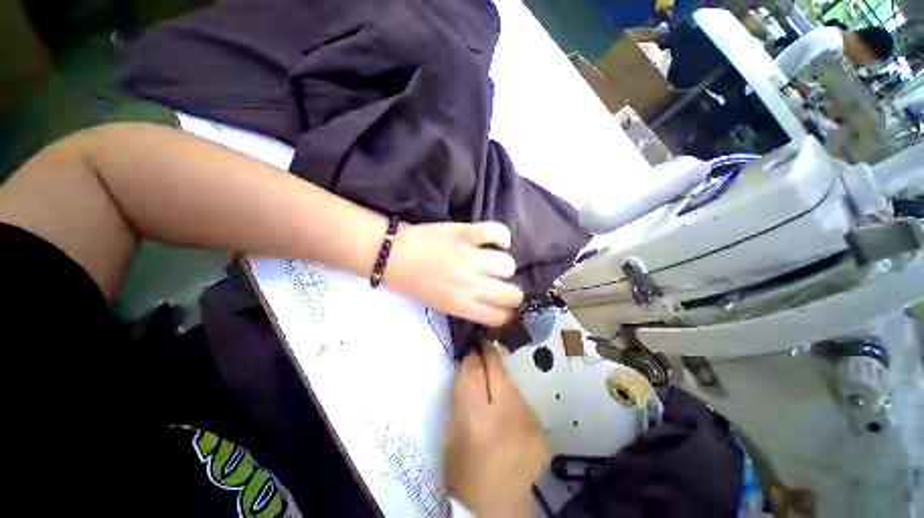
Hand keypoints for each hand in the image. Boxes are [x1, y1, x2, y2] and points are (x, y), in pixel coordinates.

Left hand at [384, 221, 523, 326]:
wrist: (392, 255)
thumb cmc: (410, 282)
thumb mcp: (437, 304)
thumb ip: (464, 305)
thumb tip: (487, 303)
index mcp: (460, 306)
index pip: (499, 317)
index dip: (508, 314)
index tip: (509, 309)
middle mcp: (469, 285)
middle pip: (511, 294)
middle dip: (514, 293)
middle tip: (507, 286)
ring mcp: (469, 258)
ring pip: (507, 264)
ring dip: (505, 265)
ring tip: (496, 261)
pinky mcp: (465, 234)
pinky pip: (496, 232)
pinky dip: (502, 236)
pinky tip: (498, 240)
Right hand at [444, 342, 548, 516]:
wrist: (497, 501)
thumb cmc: (463, 474)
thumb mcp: (452, 437)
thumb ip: (461, 403)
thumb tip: (469, 373)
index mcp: (476, 419)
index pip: (474, 373)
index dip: (471, 357)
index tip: (469, 348)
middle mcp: (508, 415)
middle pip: (499, 372)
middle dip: (489, 357)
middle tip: (481, 346)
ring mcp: (531, 422)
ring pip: (515, 388)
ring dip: (502, 384)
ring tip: (493, 390)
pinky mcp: (542, 430)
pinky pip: (525, 407)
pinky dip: (514, 405)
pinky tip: (508, 416)